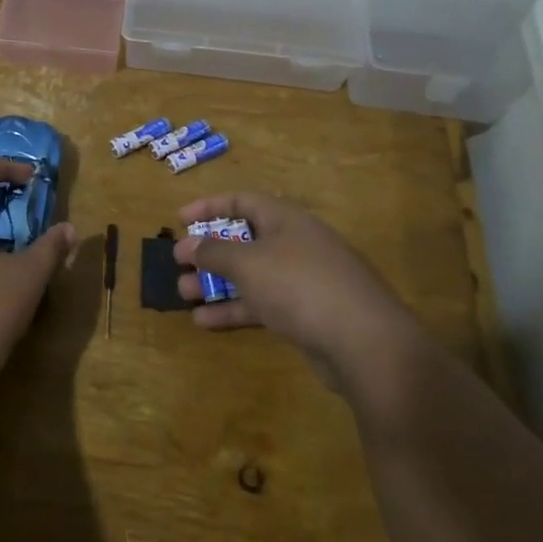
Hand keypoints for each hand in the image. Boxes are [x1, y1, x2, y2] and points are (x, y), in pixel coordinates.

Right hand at [173, 193, 429, 397]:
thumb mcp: (248, 263)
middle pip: (245, 239)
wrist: (364, 341)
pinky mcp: (307, 313)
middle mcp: (295, 243)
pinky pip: (264, 303)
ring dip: (217, 283)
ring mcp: (304, 280)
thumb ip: (215, 252)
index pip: (242, 201)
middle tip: (178, 263)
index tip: (180, 218)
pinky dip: (236, 309)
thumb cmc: (299, 285)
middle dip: (209, 251)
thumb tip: (190, 244)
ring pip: (252, 275)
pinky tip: (205, 322)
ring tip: (183, 295)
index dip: (210, 206)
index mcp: (285, 219)